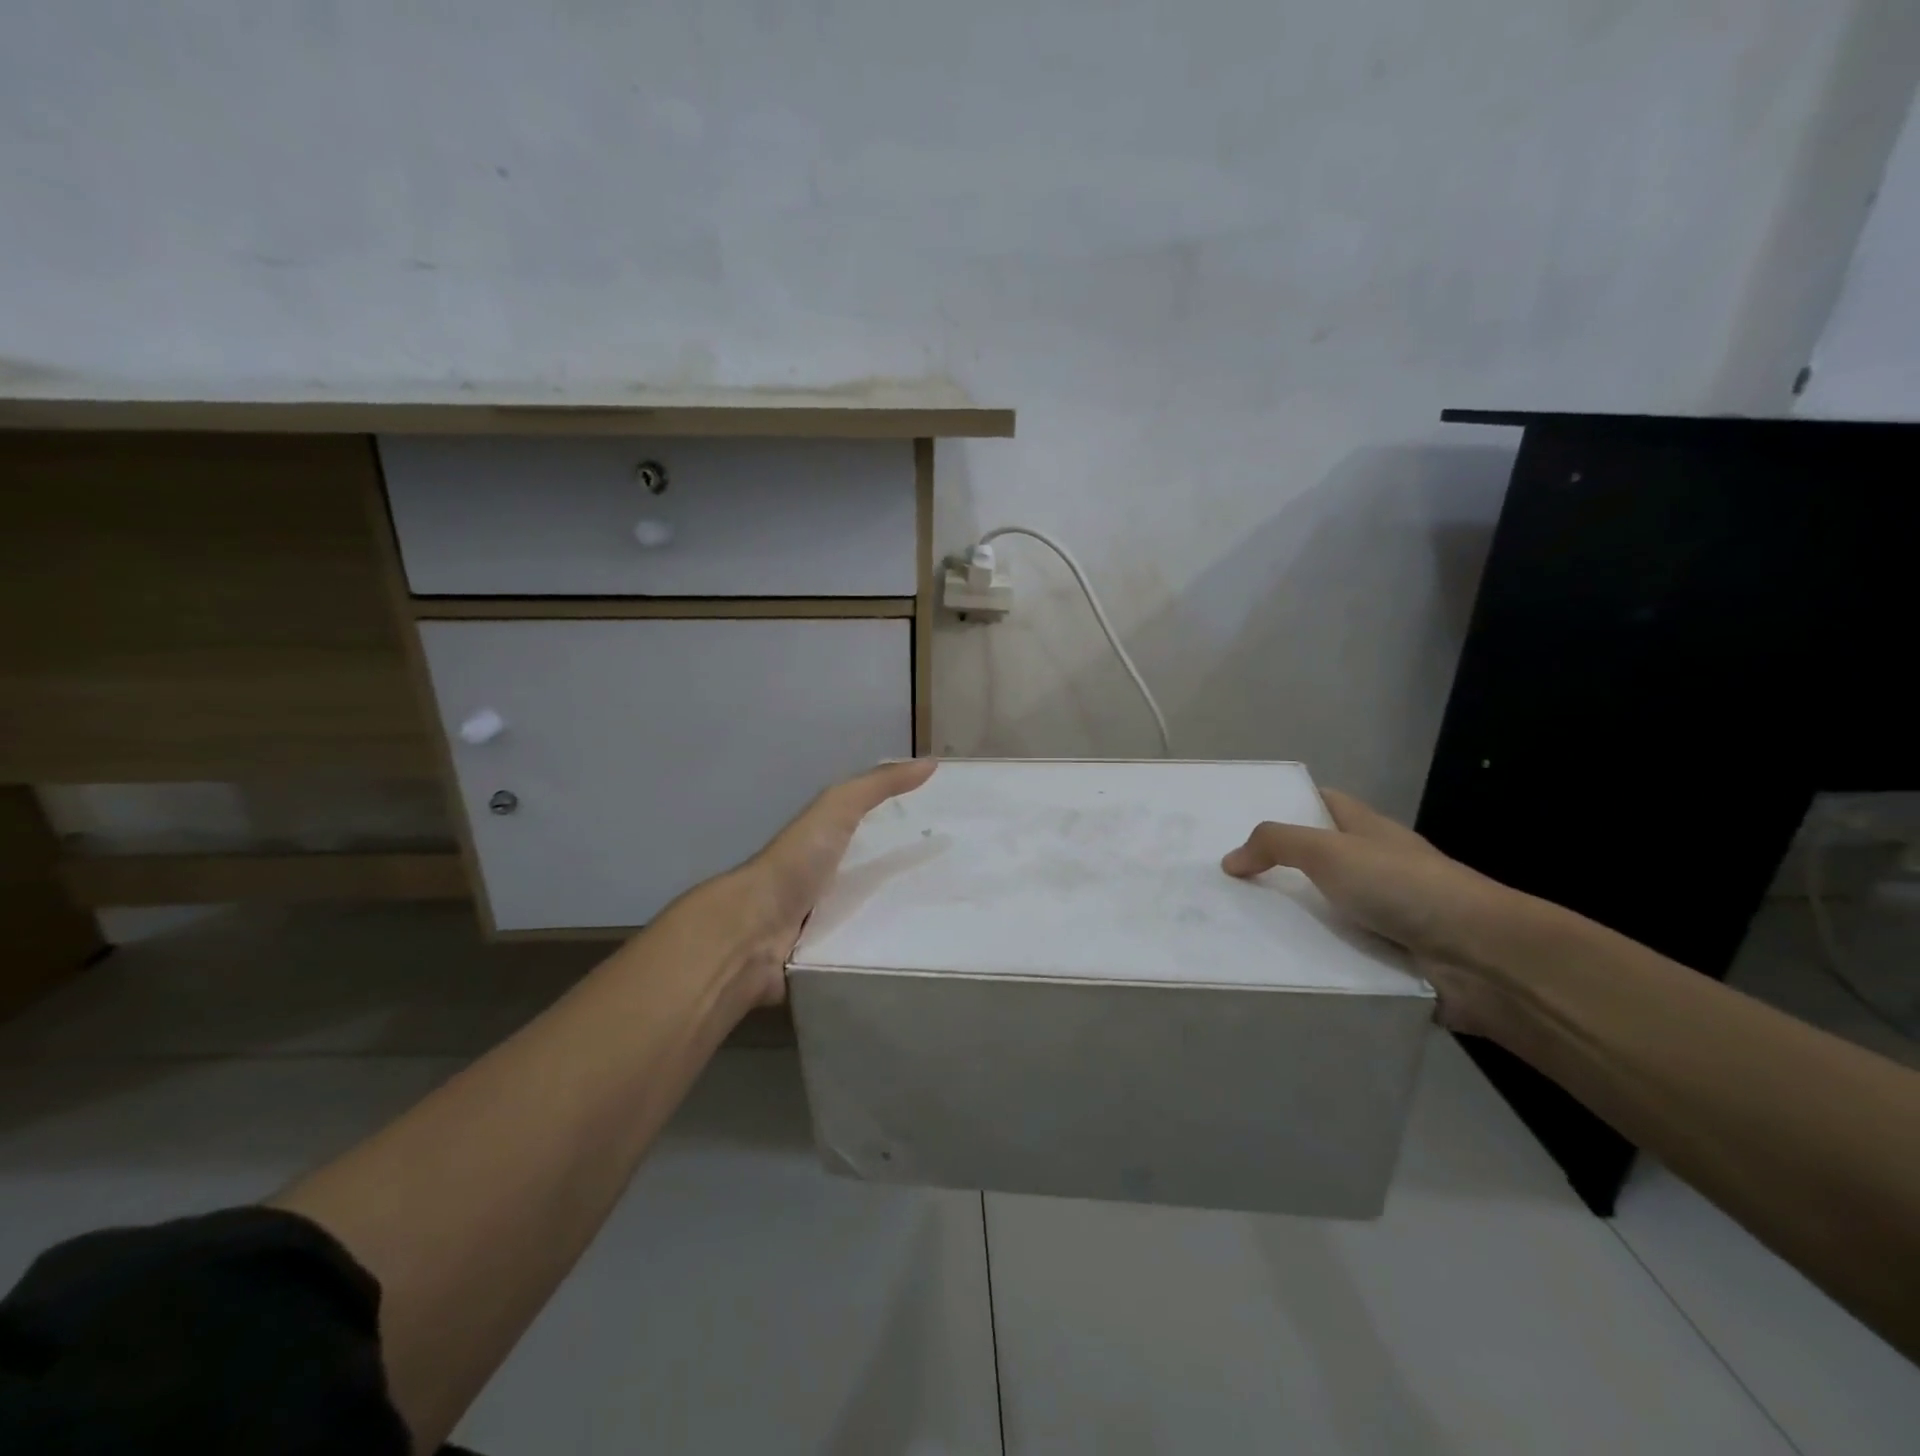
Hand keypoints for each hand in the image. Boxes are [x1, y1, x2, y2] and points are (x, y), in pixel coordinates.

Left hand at [719, 758, 937, 1005]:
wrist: (754, 930)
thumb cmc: (796, 863)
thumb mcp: (837, 808)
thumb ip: (877, 785)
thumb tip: (930, 763)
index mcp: (828, 846)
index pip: (875, 836)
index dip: (908, 833)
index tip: (951, 836)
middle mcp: (827, 883)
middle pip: (880, 882)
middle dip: (915, 885)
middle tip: (958, 889)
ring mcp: (826, 925)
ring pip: (877, 922)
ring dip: (906, 925)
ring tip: (951, 927)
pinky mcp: (828, 961)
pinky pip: (867, 956)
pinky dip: (889, 954)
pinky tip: (922, 953)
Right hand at [1222, 789, 1525, 1031]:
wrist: (1481, 958)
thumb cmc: (1404, 887)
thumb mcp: (1331, 851)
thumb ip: (1276, 845)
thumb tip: (1229, 860)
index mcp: (1368, 831)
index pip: (1324, 803)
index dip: (1287, 803)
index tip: (1241, 815)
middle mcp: (1376, 867)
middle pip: (1317, 859)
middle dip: (1276, 867)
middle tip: (1223, 877)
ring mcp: (1384, 914)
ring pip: (1323, 909)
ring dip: (1290, 917)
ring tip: (1233, 923)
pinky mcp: (1386, 957)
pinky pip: (1335, 950)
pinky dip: (1310, 955)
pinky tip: (1271, 962)